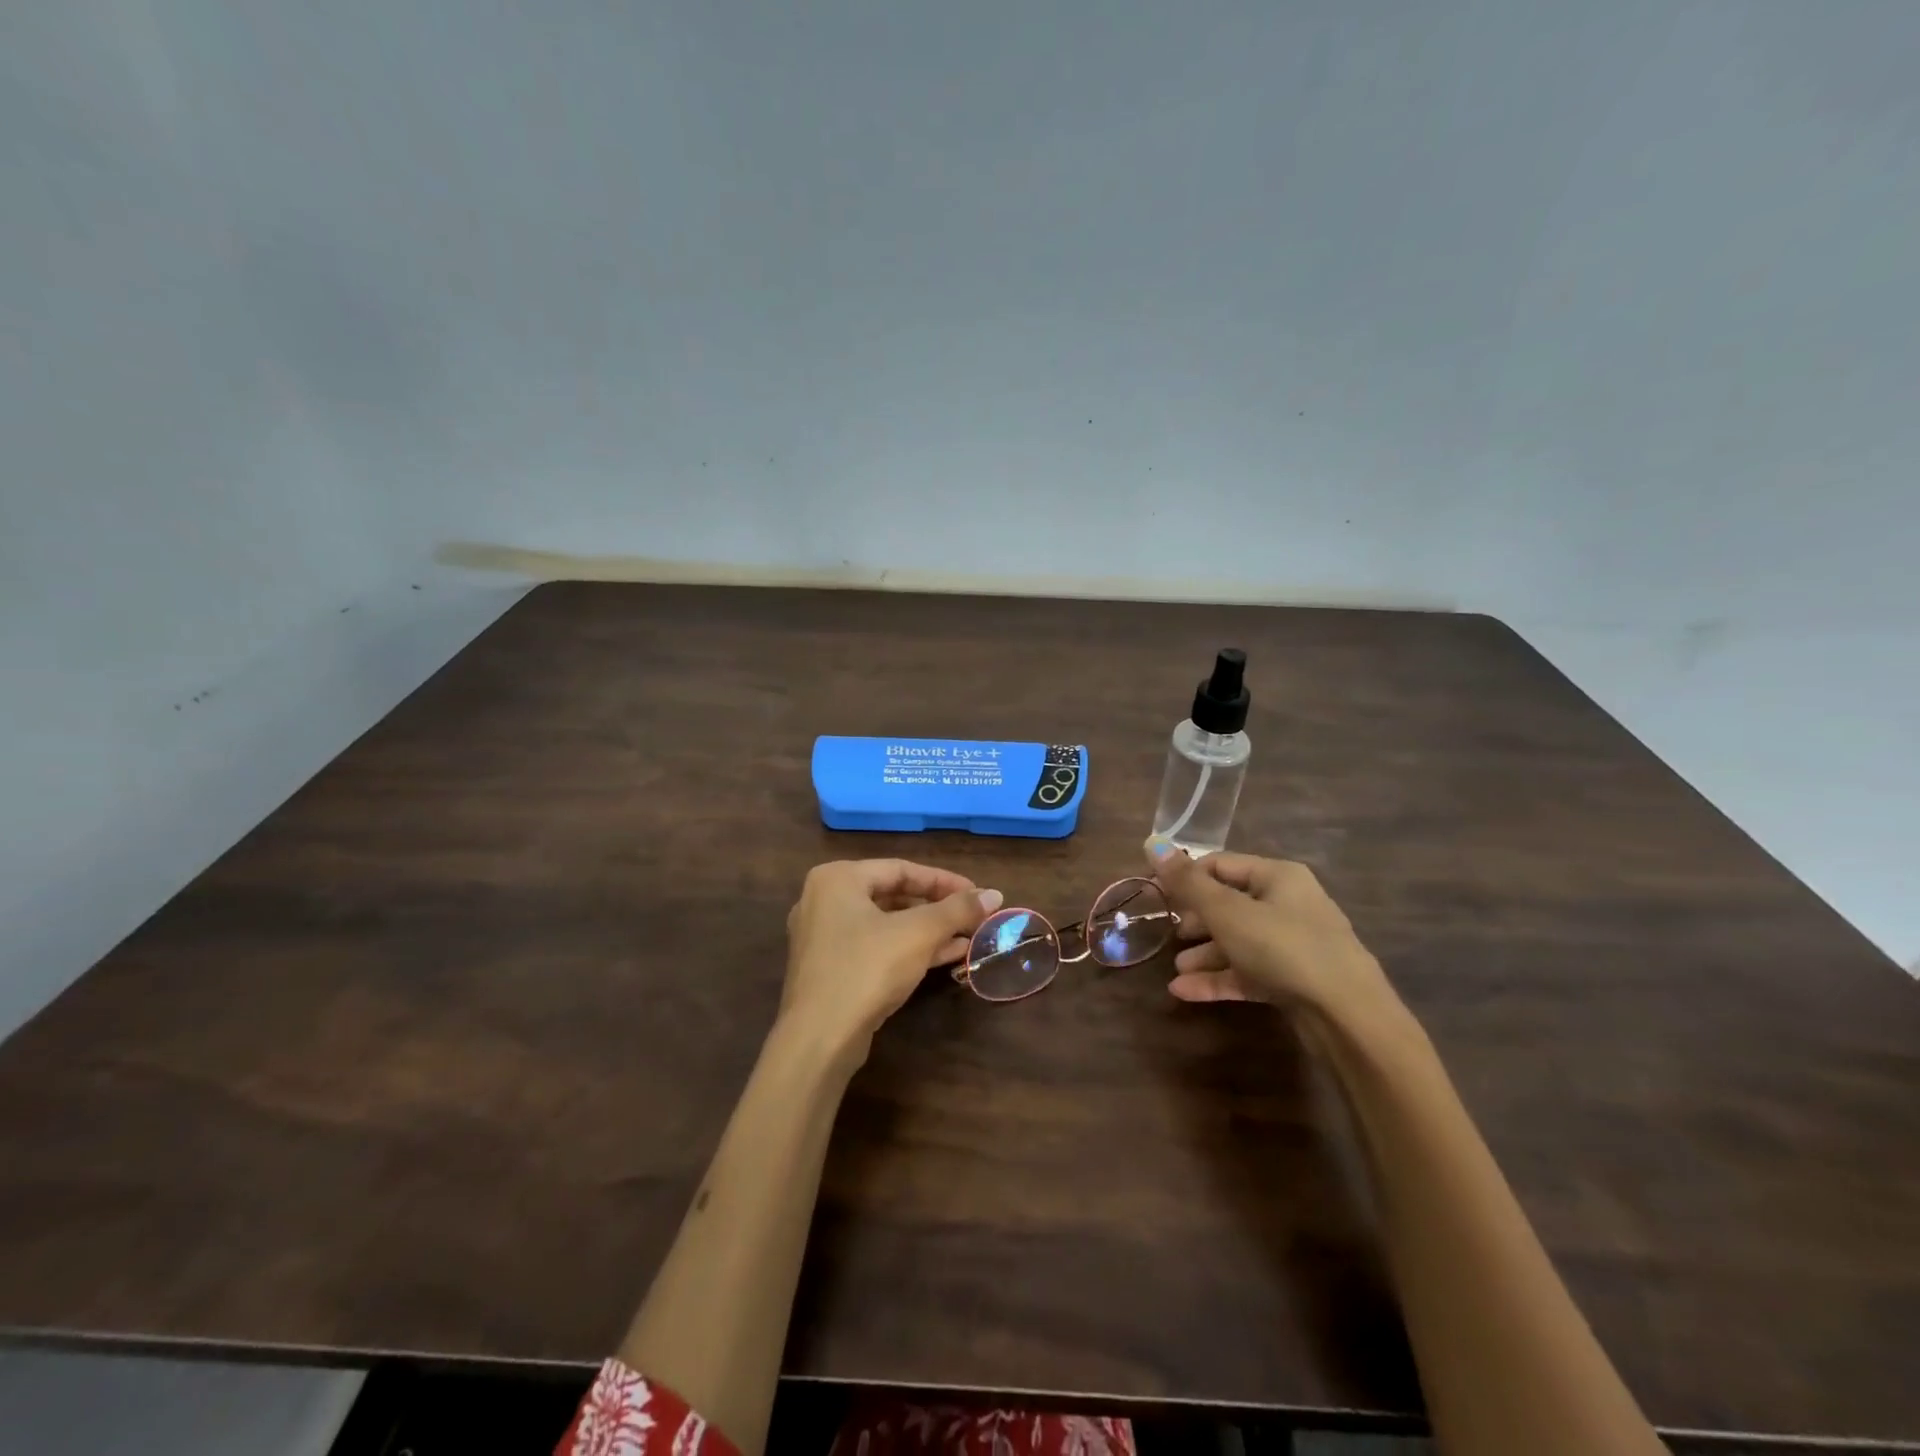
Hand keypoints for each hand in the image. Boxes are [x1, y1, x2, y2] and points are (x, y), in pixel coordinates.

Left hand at [782, 859, 1001, 1055]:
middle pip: (893, 895)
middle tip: (972, 916)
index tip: (977, 893)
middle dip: (937, 908)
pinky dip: (908, 948)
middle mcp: (824, 900)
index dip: (945, 881)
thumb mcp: (919, 934)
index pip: (901, 869)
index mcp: (837, 878)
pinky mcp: (830, 969)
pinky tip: (947, 956)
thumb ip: (957, 909)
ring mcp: (823, 937)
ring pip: (886, 924)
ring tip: (968, 937)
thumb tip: (994, 894)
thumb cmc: (867, 969)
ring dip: (928, 931)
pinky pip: (875, 947)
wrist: (819, 1038)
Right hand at [1146, 839, 1395, 1021]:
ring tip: (1176, 970)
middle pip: (1229, 903)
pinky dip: (1219, 978)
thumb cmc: (1284, 948)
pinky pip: (1248, 972)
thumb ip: (1188, 882)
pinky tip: (1185, 992)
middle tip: (1168, 932)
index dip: (1184, 876)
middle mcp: (1287, 904)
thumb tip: (1152, 843)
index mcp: (1277, 876)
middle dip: (1195, 919)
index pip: (1220, 864)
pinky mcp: (1293, 980)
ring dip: (1204, 954)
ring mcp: (1293, 944)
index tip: (1155, 894)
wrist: (1348, 1016)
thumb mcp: (1228, 912)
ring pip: (1238, 941)